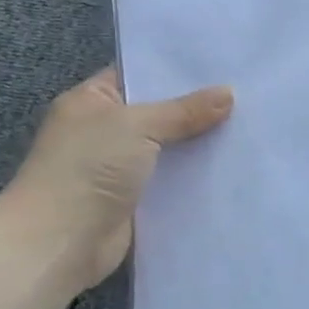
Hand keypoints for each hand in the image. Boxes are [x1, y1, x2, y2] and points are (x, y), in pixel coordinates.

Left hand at [0, 68, 233, 292]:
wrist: (59, 243)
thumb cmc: (88, 170)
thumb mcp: (137, 126)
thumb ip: (185, 110)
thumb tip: (229, 93)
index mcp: (91, 101)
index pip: (138, 75)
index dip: (176, 70)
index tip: (221, 65)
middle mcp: (103, 130)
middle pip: (159, 112)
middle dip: (197, 107)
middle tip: (245, 93)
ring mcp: (118, 166)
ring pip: (170, 146)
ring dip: (200, 142)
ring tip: (249, 126)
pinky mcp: (135, 199)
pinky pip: (173, 178)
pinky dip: (196, 174)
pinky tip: (232, 163)